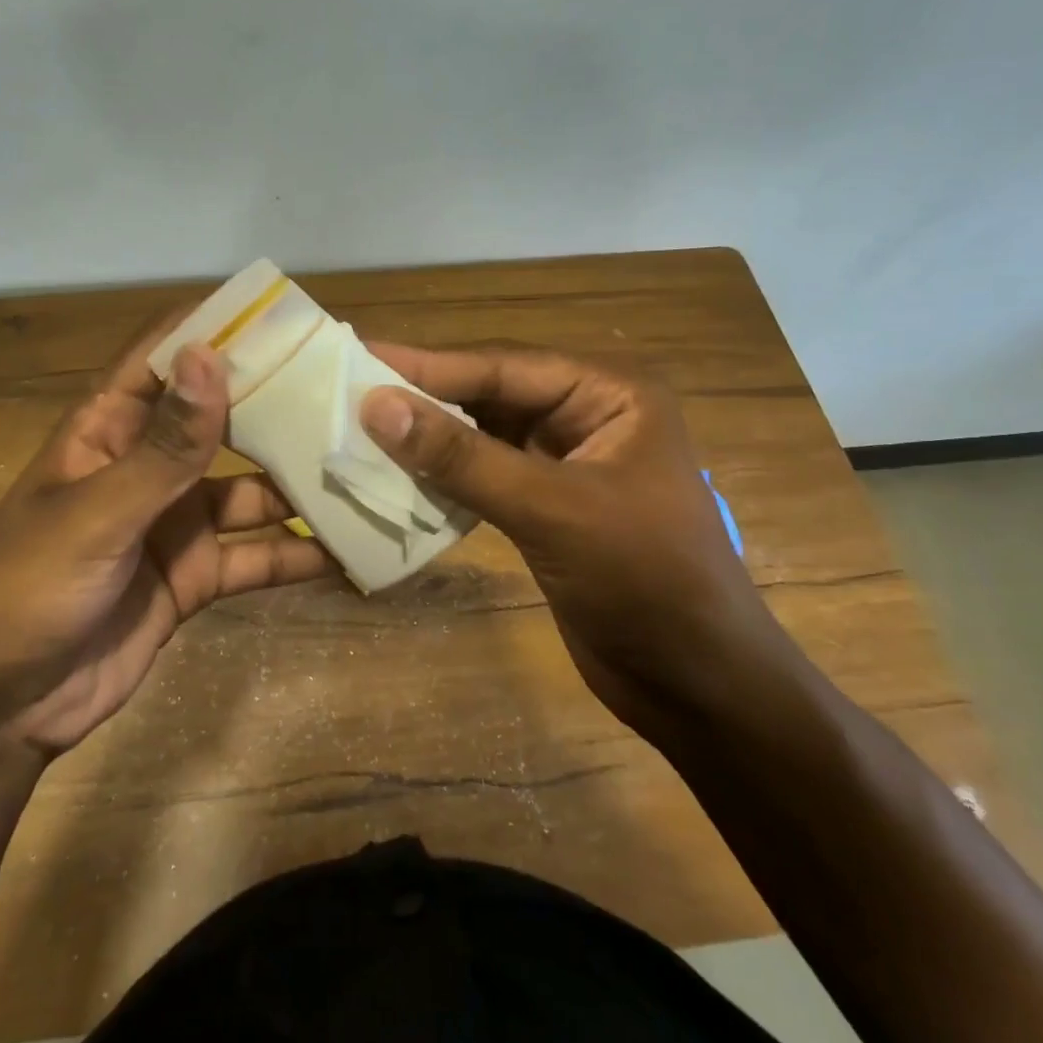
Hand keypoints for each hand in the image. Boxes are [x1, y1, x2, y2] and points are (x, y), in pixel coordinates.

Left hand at [0, 323, 335, 756]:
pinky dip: (298, 556)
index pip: (166, 358)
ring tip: (371, 471)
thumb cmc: (24, 591)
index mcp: (108, 430)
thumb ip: (163, 447)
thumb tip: (210, 355)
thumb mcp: (96, 514)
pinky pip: (256, 557)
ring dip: (302, 487)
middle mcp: (148, 466)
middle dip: (280, 408)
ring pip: (252, 492)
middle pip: (223, 422)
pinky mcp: (196, 576)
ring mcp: (176, 523)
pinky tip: (350, 552)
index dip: (219, 330)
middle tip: (354, 392)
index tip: (288, 316)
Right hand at [360, 345, 791, 729]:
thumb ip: (462, 457)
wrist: (694, 684)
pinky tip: (397, 478)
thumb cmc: (644, 581)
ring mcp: (565, 464)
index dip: (428, 365)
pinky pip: (484, 477)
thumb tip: (376, 405)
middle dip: (425, 399)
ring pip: (483, 437)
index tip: (358, 358)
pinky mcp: (546, 508)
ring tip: (359, 431)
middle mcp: (587, 417)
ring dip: (429, 439)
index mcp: (610, 395)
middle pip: (490, 395)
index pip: (504, 366)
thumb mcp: (551, 509)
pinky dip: (444, 477)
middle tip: (348, 391)